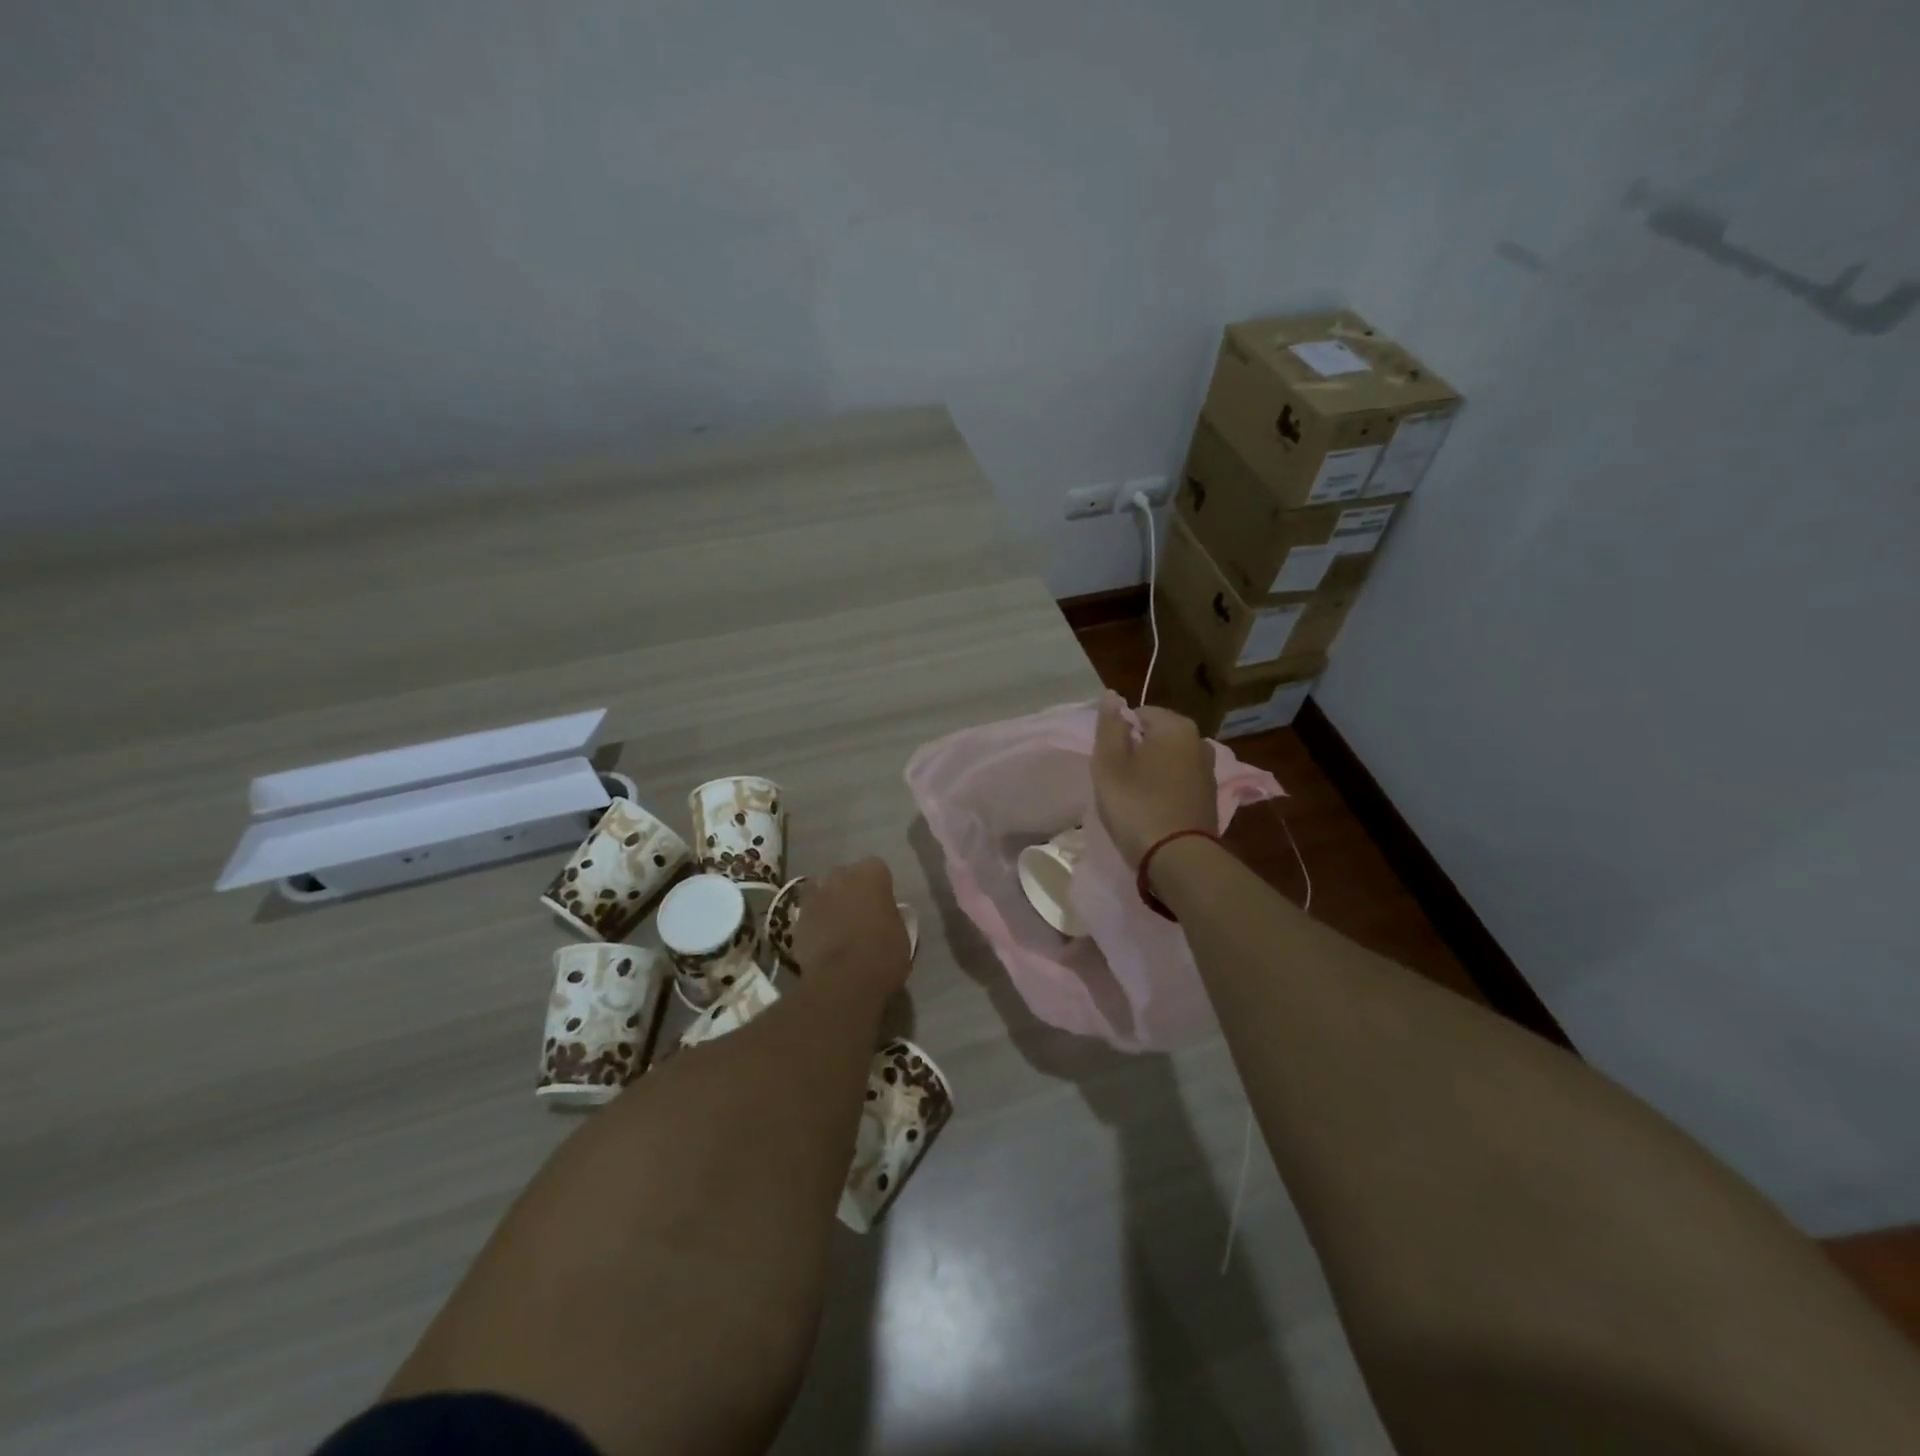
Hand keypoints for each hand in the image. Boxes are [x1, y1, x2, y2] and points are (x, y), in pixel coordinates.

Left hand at [790, 858, 912, 1003]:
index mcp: (871, 875)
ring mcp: (815, 897)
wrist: (843, 981)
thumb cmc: (882, 954)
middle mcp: (840, 877)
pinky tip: (823, 945)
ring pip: (823, 894)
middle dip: (850, 890)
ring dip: (830, 906)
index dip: (879, 886)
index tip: (883, 904)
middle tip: (860, 915)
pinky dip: (815, 926)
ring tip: (838, 930)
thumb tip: (884, 917)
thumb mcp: (902, 934)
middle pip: (845, 876)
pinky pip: (810, 917)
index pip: (877, 869)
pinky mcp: (797, 921)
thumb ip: (891, 916)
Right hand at [1091, 694, 1217, 867]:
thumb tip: (1112, 695)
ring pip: (1168, 760)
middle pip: (1156, 737)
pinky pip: (1179, 782)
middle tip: (1118, 781)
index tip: (1109, 762)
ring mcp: (1208, 771)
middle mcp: (1199, 741)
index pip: (1139, 714)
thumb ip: (1109, 725)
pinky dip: (1165, 790)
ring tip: (1133, 798)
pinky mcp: (1209, 798)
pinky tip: (1153, 810)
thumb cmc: (1136, 804)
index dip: (1119, 736)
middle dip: (1136, 752)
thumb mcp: (1109, 762)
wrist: (1178, 857)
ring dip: (1151, 772)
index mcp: (1176, 726)